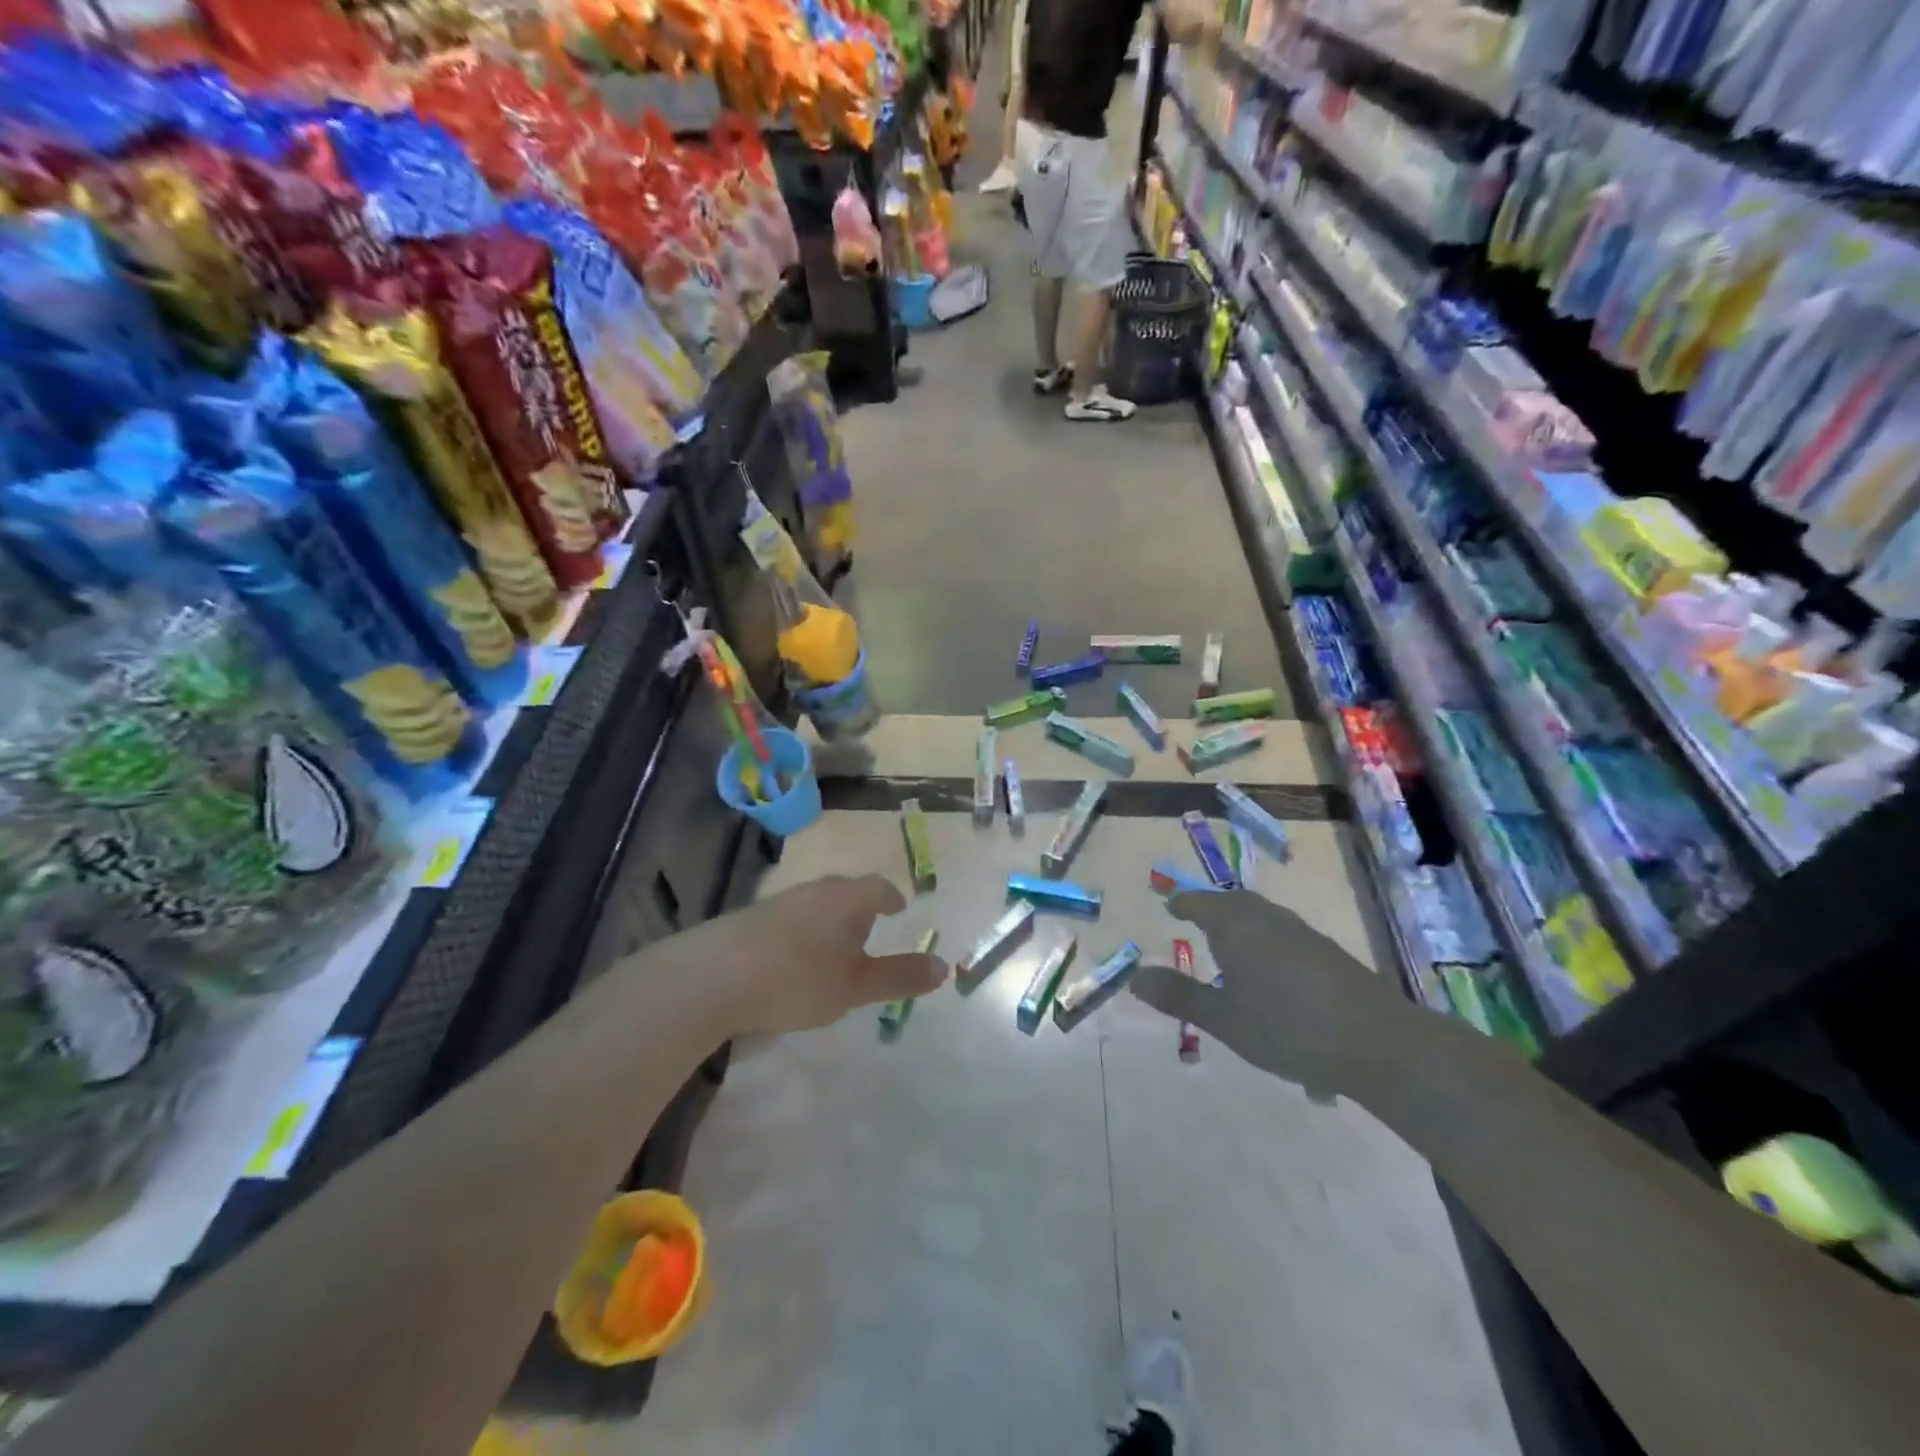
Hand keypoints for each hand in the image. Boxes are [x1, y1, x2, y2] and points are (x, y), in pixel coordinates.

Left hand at [684, 875, 947, 1036]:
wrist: (713, 977)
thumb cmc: (798, 978)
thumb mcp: (855, 986)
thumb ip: (898, 976)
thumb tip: (944, 966)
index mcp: (844, 899)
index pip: (876, 887)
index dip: (891, 897)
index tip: (899, 908)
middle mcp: (812, 891)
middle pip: (843, 892)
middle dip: (859, 909)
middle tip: (868, 929)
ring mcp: (776, 903)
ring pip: (813, 905)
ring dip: (827, 922)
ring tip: (831, 948)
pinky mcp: (747, 921)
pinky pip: (787, 920)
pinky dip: (799, 934)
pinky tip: (791, 961)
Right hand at [1128, 890, 1417, 1096]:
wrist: (1377, 1042)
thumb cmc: (1286, 1027)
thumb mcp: (1224, 1019)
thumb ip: (1180, 997)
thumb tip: (1135, 978)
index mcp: (1236, 926)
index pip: (1201, 903)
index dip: (1184, 904)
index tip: (1171, 906)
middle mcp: (1268, 919)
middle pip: (1235, 903)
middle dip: (1213, 908)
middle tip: (1197, 917)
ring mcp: (1303, 934)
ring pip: (1263, 917)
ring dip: (1242, 923)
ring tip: (1231, 944)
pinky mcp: (1329, 953)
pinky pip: (1285, 934)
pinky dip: (1267, 941)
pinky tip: (1272, 971)